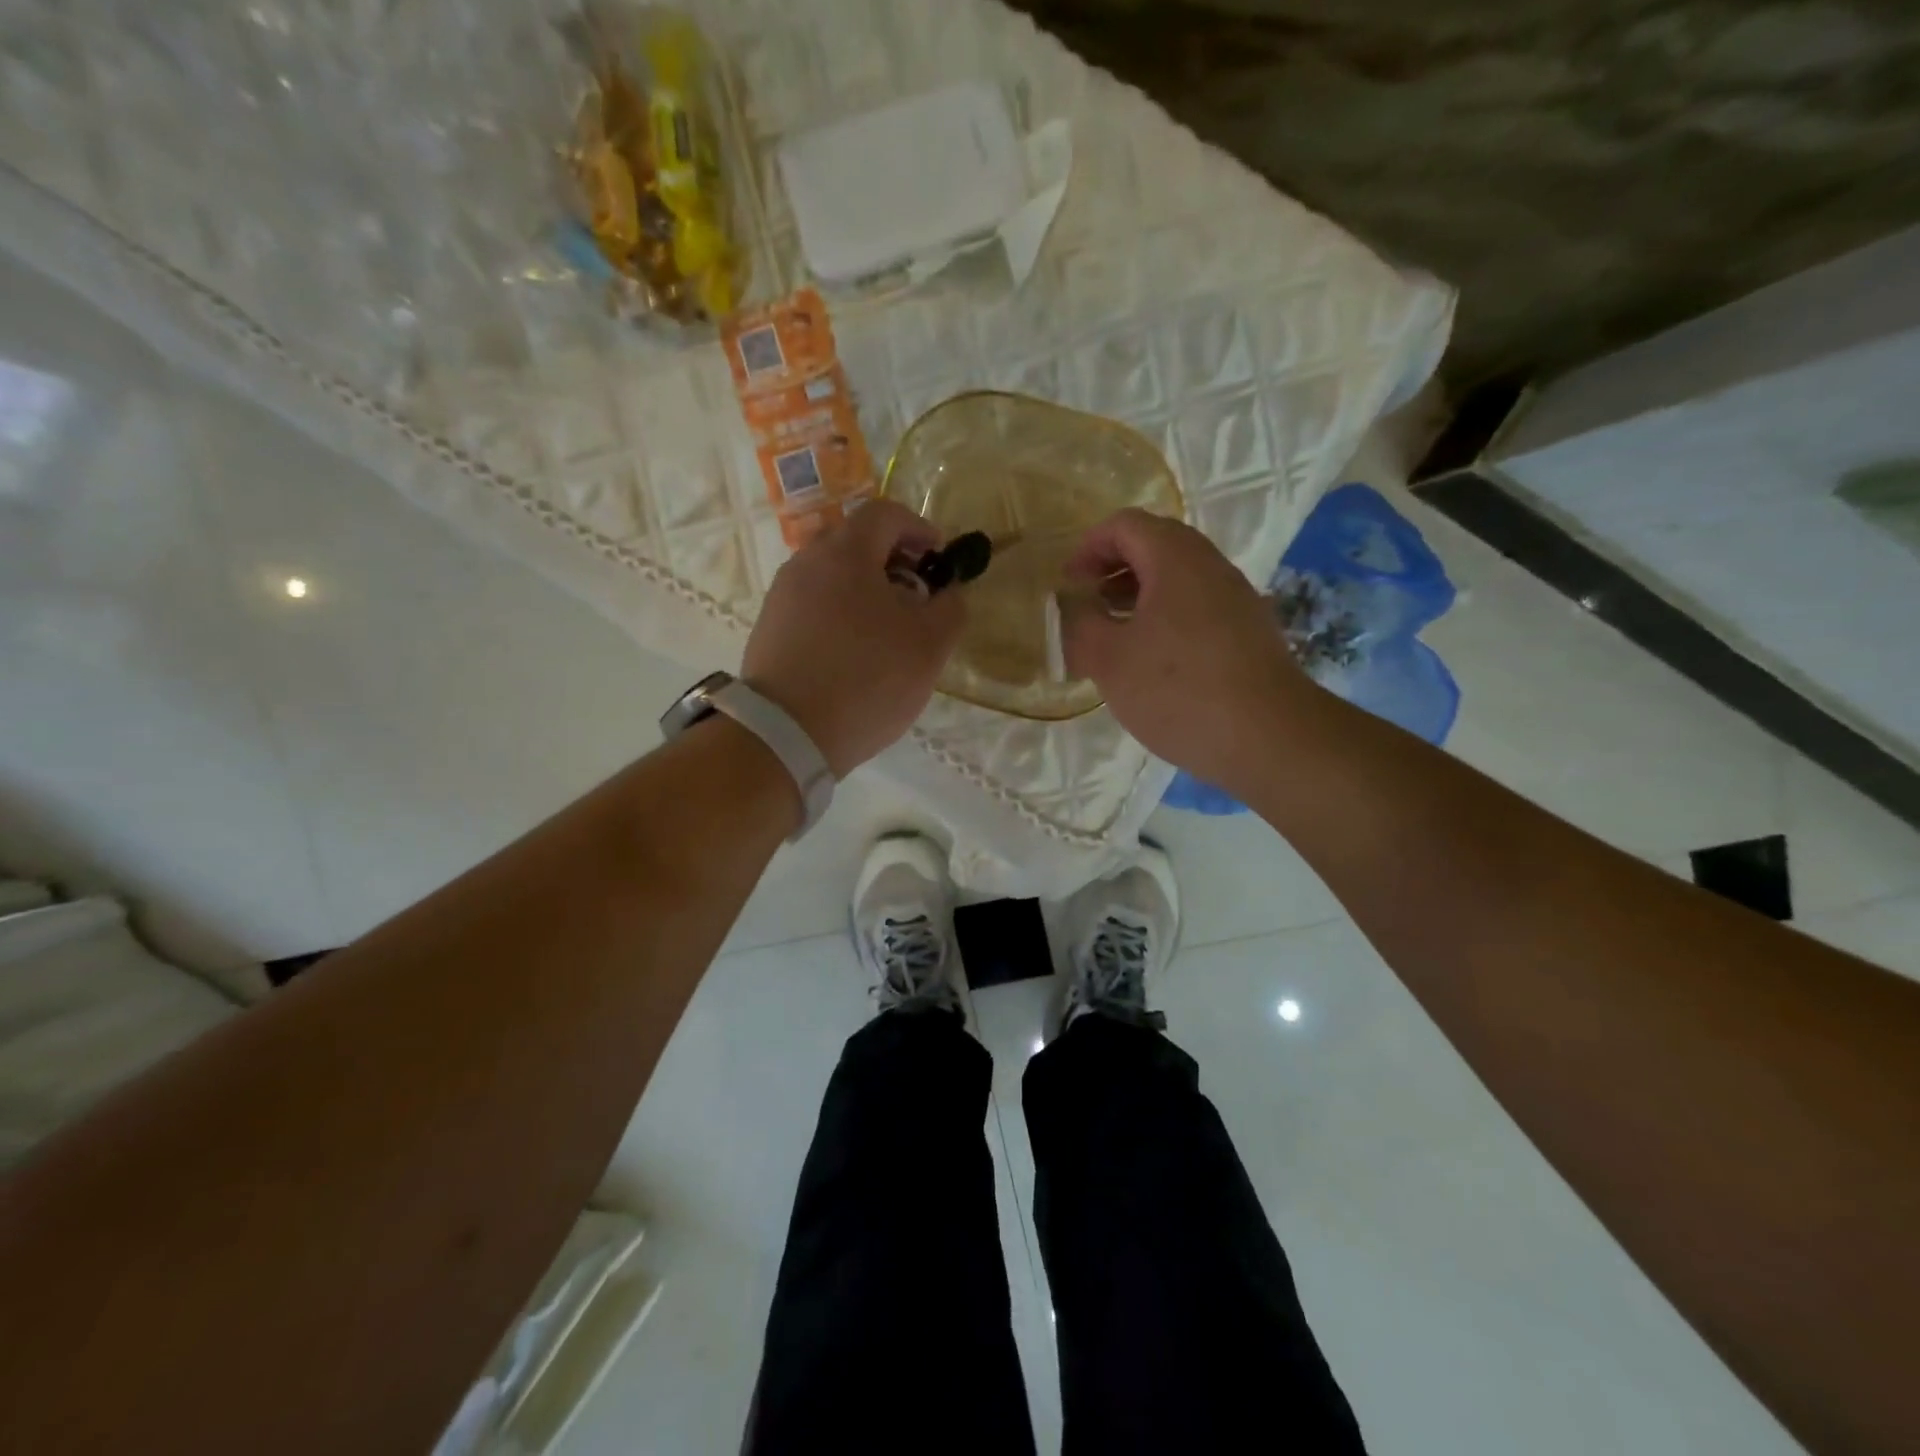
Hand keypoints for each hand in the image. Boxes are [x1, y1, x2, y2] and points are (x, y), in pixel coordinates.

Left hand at [742, 500, 965, 777]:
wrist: (786, 733)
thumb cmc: (867, 680)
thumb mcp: (930, 647)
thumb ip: (950, 608)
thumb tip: (948, 592)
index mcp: (845, 554)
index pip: (885, 514)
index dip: (919, 528)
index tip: (939, 559)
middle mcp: (806, 563)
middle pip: (856, 543)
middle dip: (894, 562)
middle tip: (918, 598)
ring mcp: (781, 597)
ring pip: (832, 576)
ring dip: (866, 591)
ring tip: (888, 632)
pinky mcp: (769, 629)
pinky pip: (813, 606)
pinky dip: (840, 614)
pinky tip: (854, 654)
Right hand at [1061, 509, 1312, 796]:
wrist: (1269, 738)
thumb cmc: (1178, 690)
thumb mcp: (1109, 659)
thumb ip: (1081, 622)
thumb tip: (1076, 603)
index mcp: (1175, 558)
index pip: (1124, 525)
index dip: (1088, 548)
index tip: (1069, 586)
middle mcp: (1211, 566)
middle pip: (1154, 546)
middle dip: (1112, 570)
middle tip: (1087, 607)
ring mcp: (1236, 598)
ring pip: (1177, 578)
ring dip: (1138, 596)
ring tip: (1113, 636)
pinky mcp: (1249, 631)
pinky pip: (1197, 606)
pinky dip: (1165, 618)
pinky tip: (1152, 661)